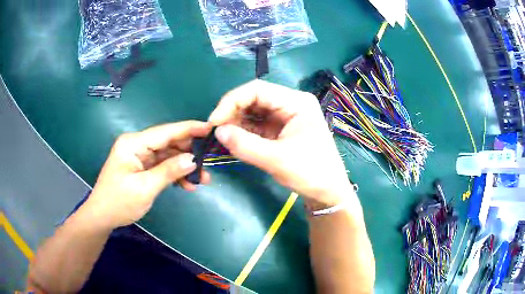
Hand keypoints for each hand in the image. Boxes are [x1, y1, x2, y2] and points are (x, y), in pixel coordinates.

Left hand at [85, 121, 211, 228]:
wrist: (102, 216)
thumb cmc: (119, 202)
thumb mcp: (145, 188)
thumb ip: (169, 171)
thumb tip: (193, 159)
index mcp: (133, 143)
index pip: (165, 132)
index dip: (188, 129)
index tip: (210, 128)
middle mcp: (137, 145)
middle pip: (168, 142)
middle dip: (189, 152)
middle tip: (209, 162)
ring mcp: (139, 156)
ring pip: (167, 155)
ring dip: (184, 166)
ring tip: (203, 179)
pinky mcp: (141, 166)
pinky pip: (162, 165)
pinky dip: (174, 174)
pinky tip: (187, 184)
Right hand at [209, 80, 355, 207]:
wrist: (328, 193)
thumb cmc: (311, 174)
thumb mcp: (277, 160)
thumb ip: (245, 144)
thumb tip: (218, 131)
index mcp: (297, 102)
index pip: (257, 90)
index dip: (231, 101)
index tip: (214, 121)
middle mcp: (291, 103)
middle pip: (254, 98)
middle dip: (232, 112)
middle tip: (215, 130)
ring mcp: (286, 116)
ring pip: (253, 111)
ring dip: (236, 122)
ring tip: (221, 136)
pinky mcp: (281, 130)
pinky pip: (257, 125)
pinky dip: (243, 131)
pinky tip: (232, 139)